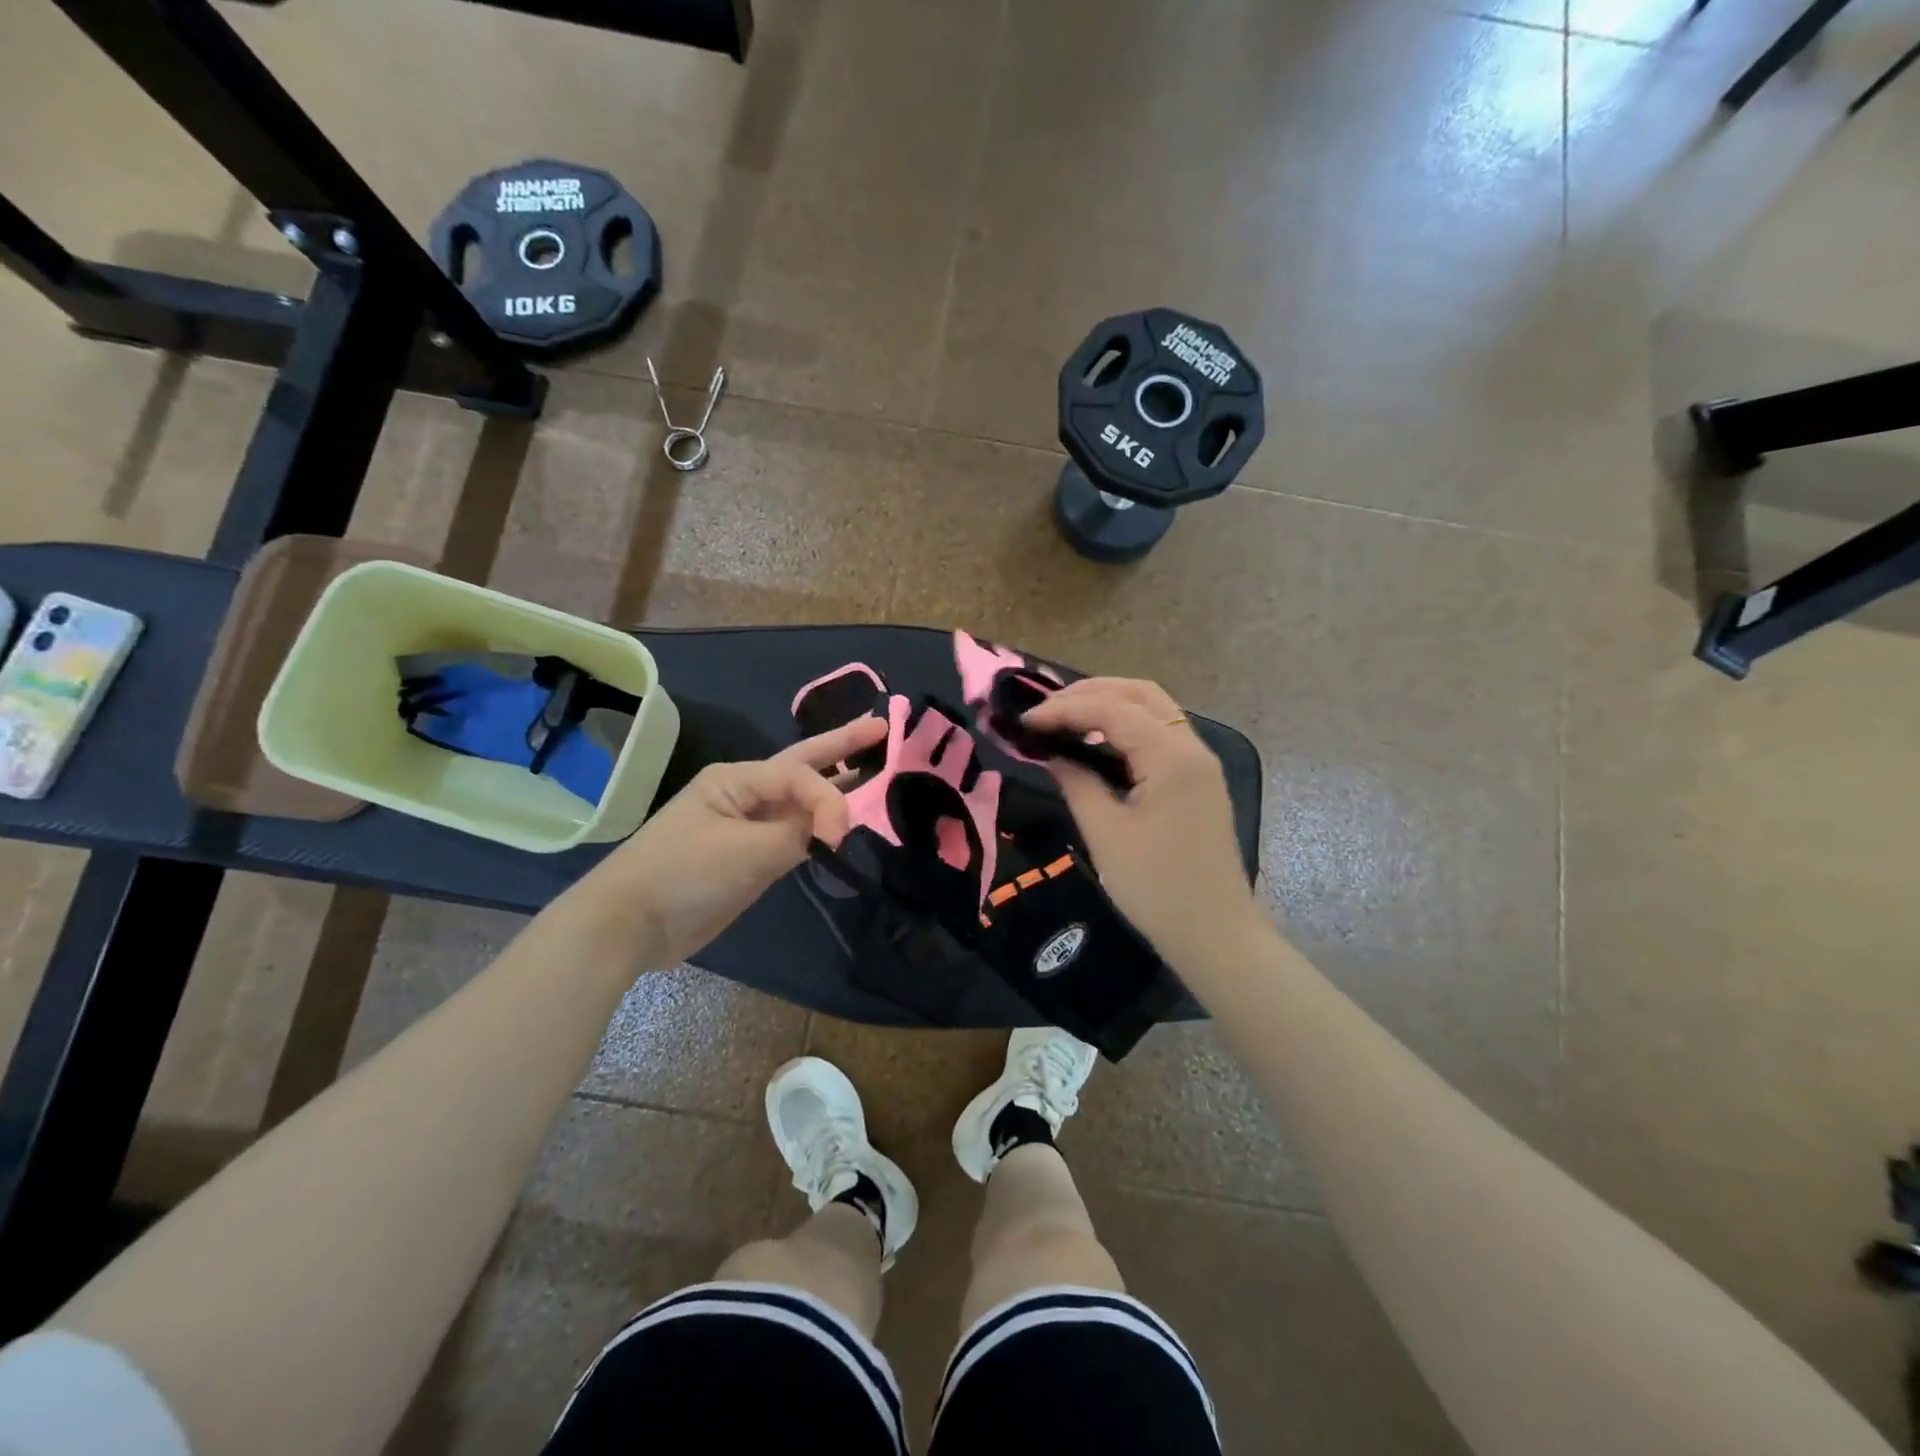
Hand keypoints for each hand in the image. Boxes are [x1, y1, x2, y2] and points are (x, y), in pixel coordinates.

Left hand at [582, 714, 887, 969]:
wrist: (632, 925)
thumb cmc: (683, 874)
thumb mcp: (746, 851)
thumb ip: (798, 834)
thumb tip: (834, 828)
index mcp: (737, 779)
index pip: (799, 776)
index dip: (829, 800)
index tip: (839, 838)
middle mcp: (746, 794)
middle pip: (803, 766)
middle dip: (842, 746)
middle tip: (881, 728)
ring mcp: (749, 826)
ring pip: (801, 801)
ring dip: (836, 787)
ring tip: (875, 769)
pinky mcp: (752, 858)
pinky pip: (795, 834)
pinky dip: (821, 827)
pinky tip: (844, 824)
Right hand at [1022, 678, 1268, 969]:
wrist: (1215, 933)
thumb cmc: (1157, 888)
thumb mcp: (1106, 834)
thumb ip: (1077, 784)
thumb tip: (1052, 755)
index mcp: (1172, 757)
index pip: (1112, 710)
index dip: (1064, 709)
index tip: (1024, 721)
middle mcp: (1191, 747)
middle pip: (1139, 693)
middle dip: (1089, 693)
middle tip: (1044, 710)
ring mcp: (1199, 762)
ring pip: (1153, 708)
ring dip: (1108, 704)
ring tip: (1064, 717)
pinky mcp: (1197, 779)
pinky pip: (1159, 733)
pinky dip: (1125, 725)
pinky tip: (1096, 740)